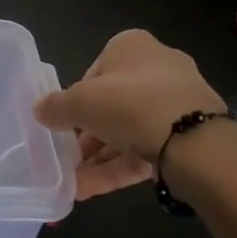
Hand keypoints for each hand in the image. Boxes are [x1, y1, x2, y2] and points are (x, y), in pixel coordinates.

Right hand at [34, 30, 226, 199]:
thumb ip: (55, 106)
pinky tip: (88, 191)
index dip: (76, 99)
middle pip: (112, 103)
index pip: (95, 71)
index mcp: (132, 46)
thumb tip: (40, 110)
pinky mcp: (189, 137)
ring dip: (98, 157)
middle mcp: (158, 68)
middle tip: (67, 157)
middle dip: (87, 134)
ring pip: (128, 130)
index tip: (64, 123)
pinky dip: (117, 168)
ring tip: (72, 185)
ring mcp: (177, 104)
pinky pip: (145, 149)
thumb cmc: (129, 104)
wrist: (196, 144)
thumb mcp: (79, 102)